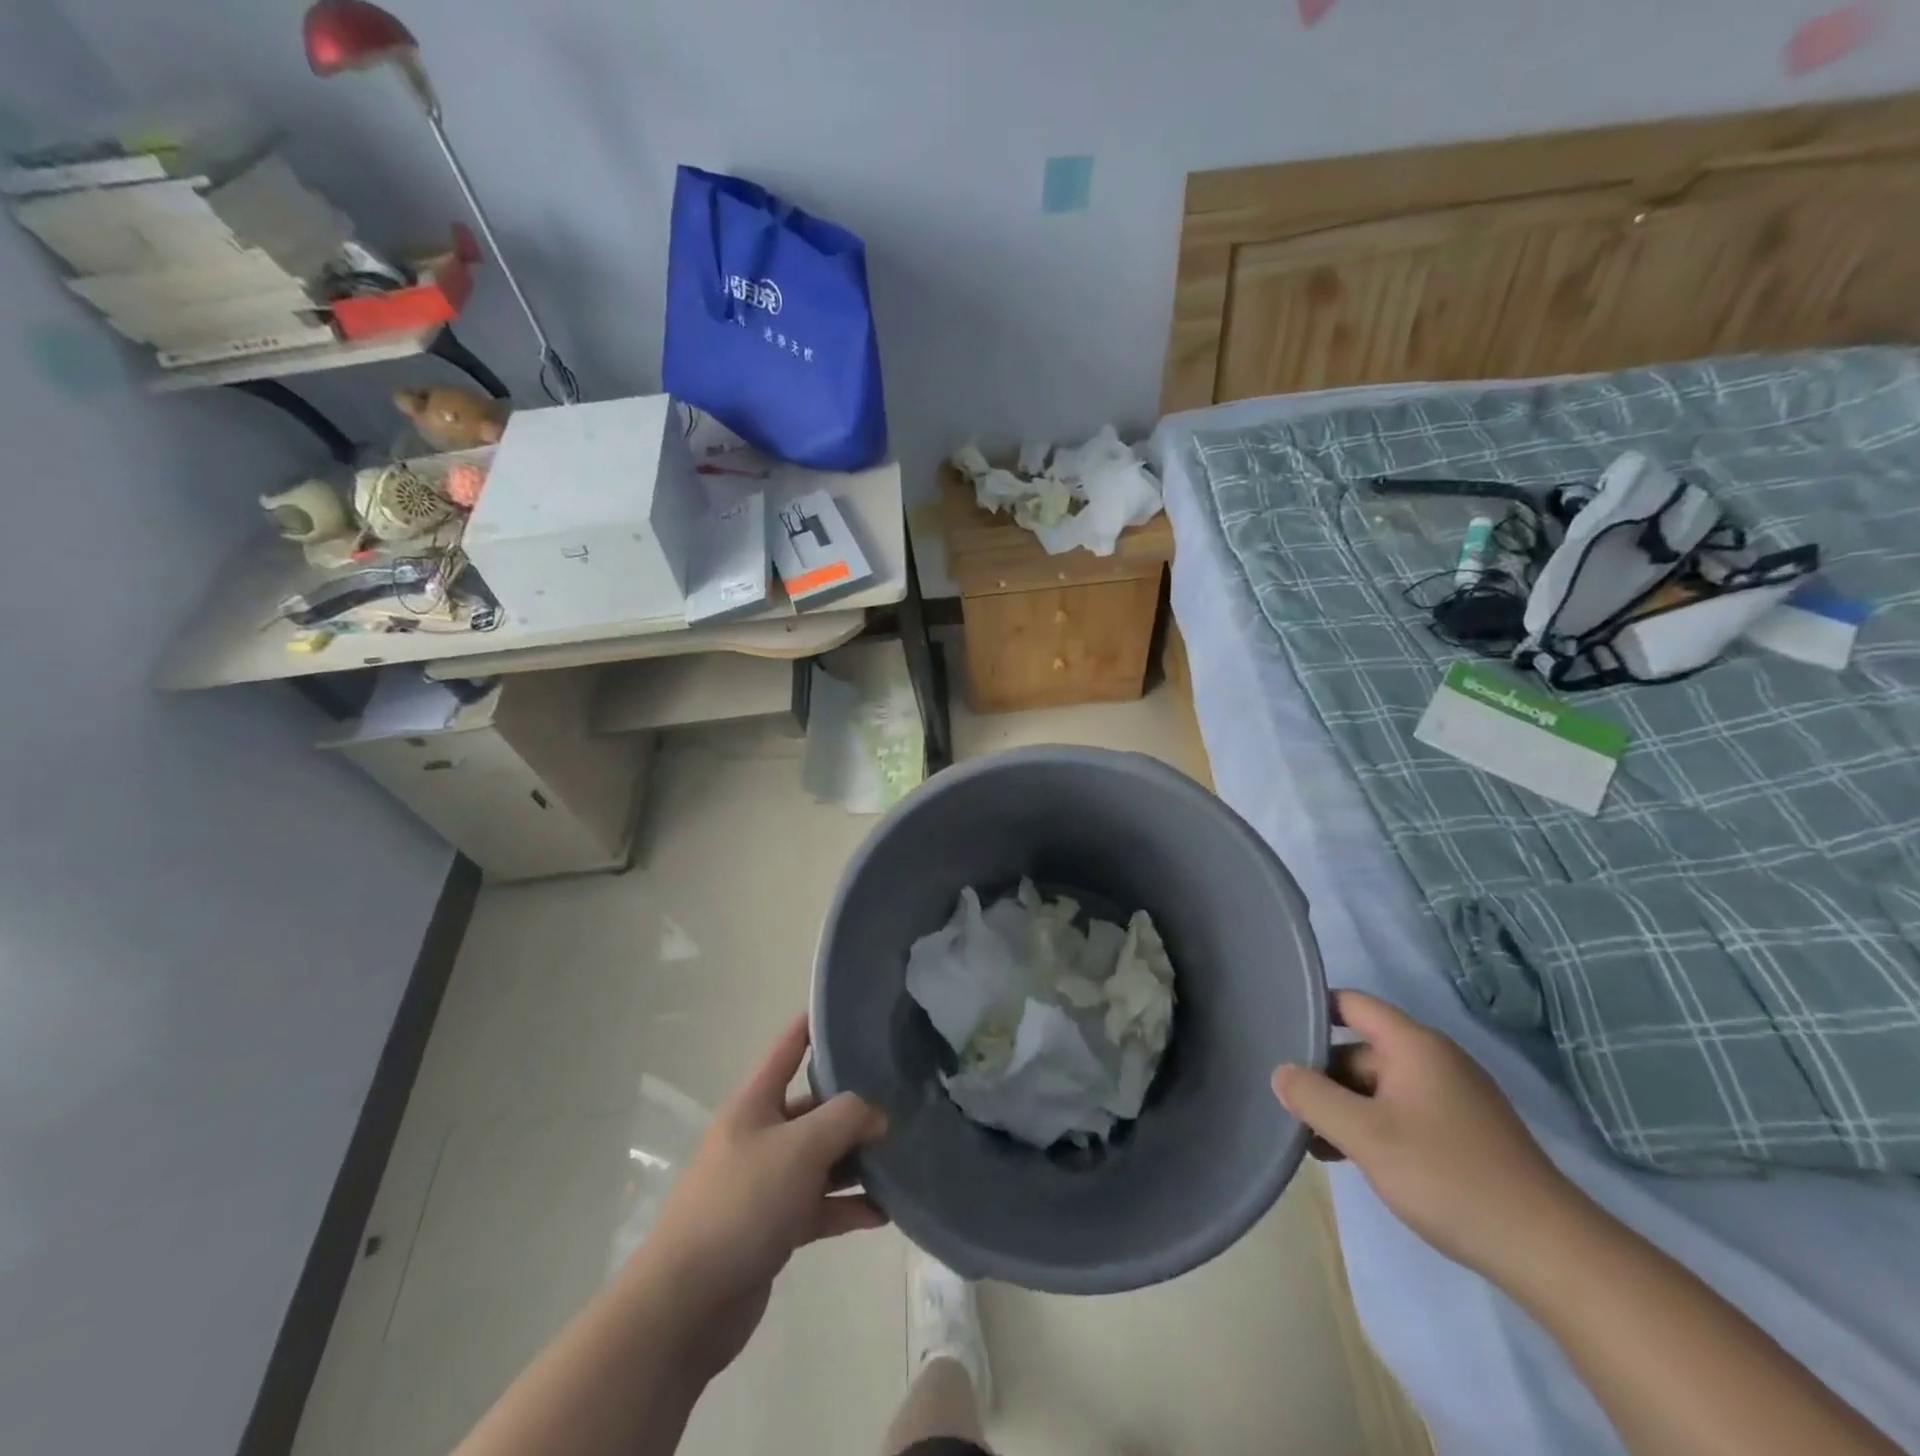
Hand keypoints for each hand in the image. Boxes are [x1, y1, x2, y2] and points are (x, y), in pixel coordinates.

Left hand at [636, 1015, 888, 1373]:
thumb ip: (846, 1119)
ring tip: (903, 1155)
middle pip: (814, 1106)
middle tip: (904, 1097)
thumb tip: (878, 1115)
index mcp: (755, 1103)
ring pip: (822, 1158)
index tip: (854, 1009)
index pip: (788, 1047)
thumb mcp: (800, 1147)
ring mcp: (767, 1182)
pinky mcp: (774, 1227)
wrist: (686, 1304)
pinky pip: (821, 1205)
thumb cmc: (741, 1203)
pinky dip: (850, 1206)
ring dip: (857, 1159)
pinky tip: (885, 1211)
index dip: (816, 1024)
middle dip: (855, 1104)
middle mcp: (760, 1135)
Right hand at [1272, 991, 1574, 1278]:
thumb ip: (1313, 1097)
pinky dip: (1373, 1126)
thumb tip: (1281, 1073)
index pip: (1350, 1003)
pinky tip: (1355, 1160)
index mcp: (1414, 1045)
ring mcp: (1453, 1097)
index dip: (1312, 1010)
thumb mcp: (1365, 1136)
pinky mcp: (1465, 1133)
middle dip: (1323, 1076)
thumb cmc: (1448, 1176)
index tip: (1276, 1033)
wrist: (1550, 1252)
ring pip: (1379, 1086)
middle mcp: (1435, 1060)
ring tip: (1313, 1143)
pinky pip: (1402, 1112)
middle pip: (1360, 1050)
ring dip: (1345, 1108)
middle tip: (1289, 1108)